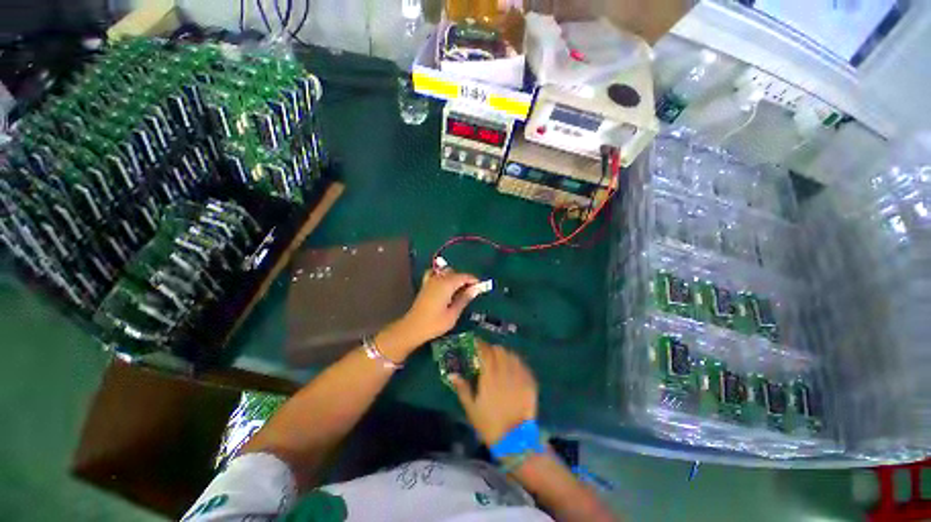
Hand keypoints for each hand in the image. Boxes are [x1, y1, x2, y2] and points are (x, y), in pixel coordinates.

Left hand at [377, 268, 479, 359]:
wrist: (413, 328)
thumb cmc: (435, 323)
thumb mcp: (453, 313)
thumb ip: (464, 298)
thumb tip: (476, 289)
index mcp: (447, 284)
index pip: (464, 277)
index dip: (474, 281)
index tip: (481, 287)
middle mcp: (438, 279)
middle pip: (455, 273)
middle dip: (465, 280)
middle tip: (472, 292)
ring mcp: (430, 280)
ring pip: (446, 272)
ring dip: (455, 278)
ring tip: (460, 290)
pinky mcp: (425, 285)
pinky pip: (436, 274)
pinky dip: (442, 276)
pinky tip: (445, 285)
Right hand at [451, 342, 538, 445]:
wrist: (514, 439)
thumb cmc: (489, 423)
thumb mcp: (471, 407)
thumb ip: (462, 388)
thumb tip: (452, 374)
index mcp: (490, 375)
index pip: (486, 351)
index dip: (480, 345)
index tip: (476, 343)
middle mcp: (505, 371)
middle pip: (500, 350)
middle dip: (492, 349)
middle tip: (488, 354)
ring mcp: (519, 376)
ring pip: (512, 355)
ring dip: (505, 354)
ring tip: (501, 360)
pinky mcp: (530, 382)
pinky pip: (523, 366)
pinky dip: (516, 363)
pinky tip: (513, 369)